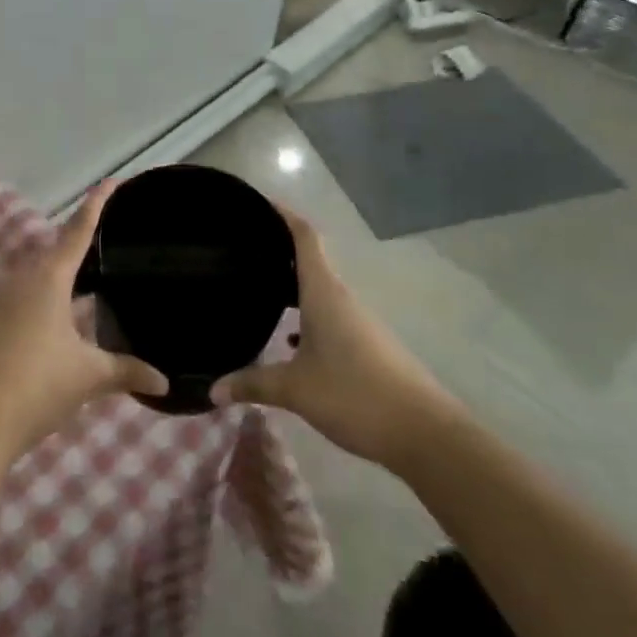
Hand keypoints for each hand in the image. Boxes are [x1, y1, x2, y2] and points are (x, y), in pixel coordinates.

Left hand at [0, 184, 168, 447]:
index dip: (96, 205)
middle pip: (55, 250)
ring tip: (89, 282)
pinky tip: (61, 320)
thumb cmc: (39, 383)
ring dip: (61, 275)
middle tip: (107, 243)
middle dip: (79, 244)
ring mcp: (3, 300)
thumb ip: (126, 372)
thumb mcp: (89, 376)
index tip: (110, 182)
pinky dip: (47, 297)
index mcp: (49, 278)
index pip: (77, 232)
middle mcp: (23, 279)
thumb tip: (163, 381)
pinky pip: (25, 295)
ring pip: (38, 274)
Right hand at [210, 203, 454, 469]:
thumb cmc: (354, 395)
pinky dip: (305, 315)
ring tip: (257, 289)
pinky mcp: (366, 344)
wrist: (424, 434)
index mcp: (323, 292)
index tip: (256, 203)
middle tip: (241, 250)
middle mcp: (340, 297)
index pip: (304, 236)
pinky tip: (289, 339)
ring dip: (291, 286)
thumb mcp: (295, 390)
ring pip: (317, 290)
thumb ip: (252, 384)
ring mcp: (357, 321)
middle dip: (277, 251)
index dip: (282, 214)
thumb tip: (212, 389)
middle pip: (308, 259)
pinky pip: (328, 314)